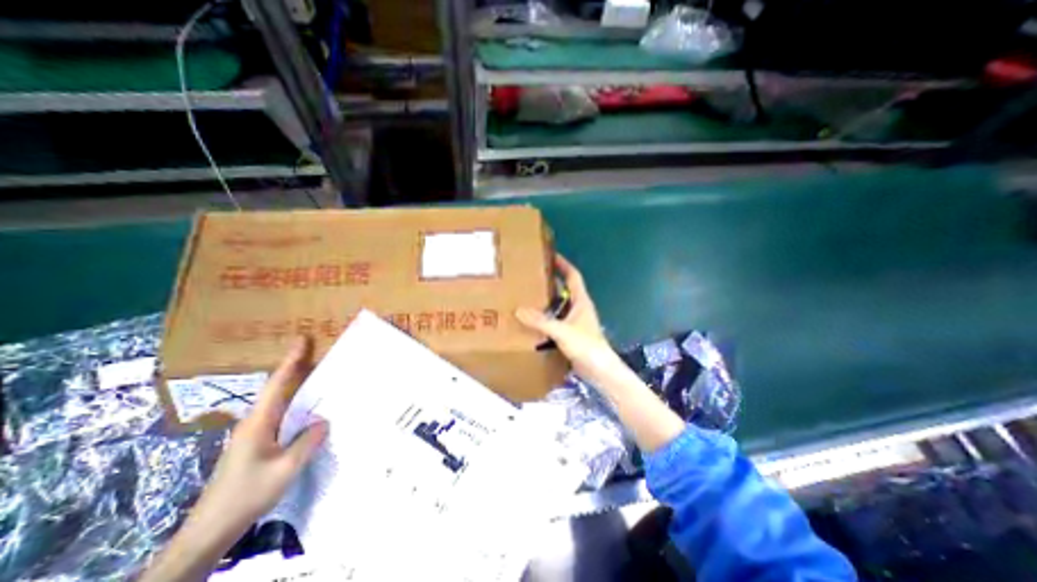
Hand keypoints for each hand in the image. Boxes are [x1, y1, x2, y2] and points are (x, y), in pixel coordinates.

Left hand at [198, 337, 331, 531]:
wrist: (210, 530)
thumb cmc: (247, 495)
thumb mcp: (286, 468)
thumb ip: (308, 441)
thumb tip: (324, 420)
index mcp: (259, 422)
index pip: (277, 385)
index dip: (291, 361)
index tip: (302, 340)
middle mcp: (255, 422)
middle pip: (278, 388)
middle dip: (295, 368)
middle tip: (316, 351)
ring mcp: (255, 434)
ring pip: (280, 402)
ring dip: (297, 385)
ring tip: (317, 374)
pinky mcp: (257, 444)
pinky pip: (282, 416)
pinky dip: (297, 405)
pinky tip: (309, 409)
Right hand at [513, 254, 627, 389]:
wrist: (599, 371)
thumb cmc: (586, 346)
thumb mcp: (562, 331)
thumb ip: (541, 322)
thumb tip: (518, 310)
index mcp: (581, 301)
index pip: (573, 276)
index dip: (563, 264)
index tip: (550, 255)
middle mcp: (578, 308)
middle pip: (564, 289)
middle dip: (549, 282)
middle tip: (530, 277)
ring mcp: (574, 322)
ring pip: (558, 306)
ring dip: (546, 301)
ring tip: (527, 297)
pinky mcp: (570, 334)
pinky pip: (555, 321)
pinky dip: (545, 319)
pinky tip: (532, 322)